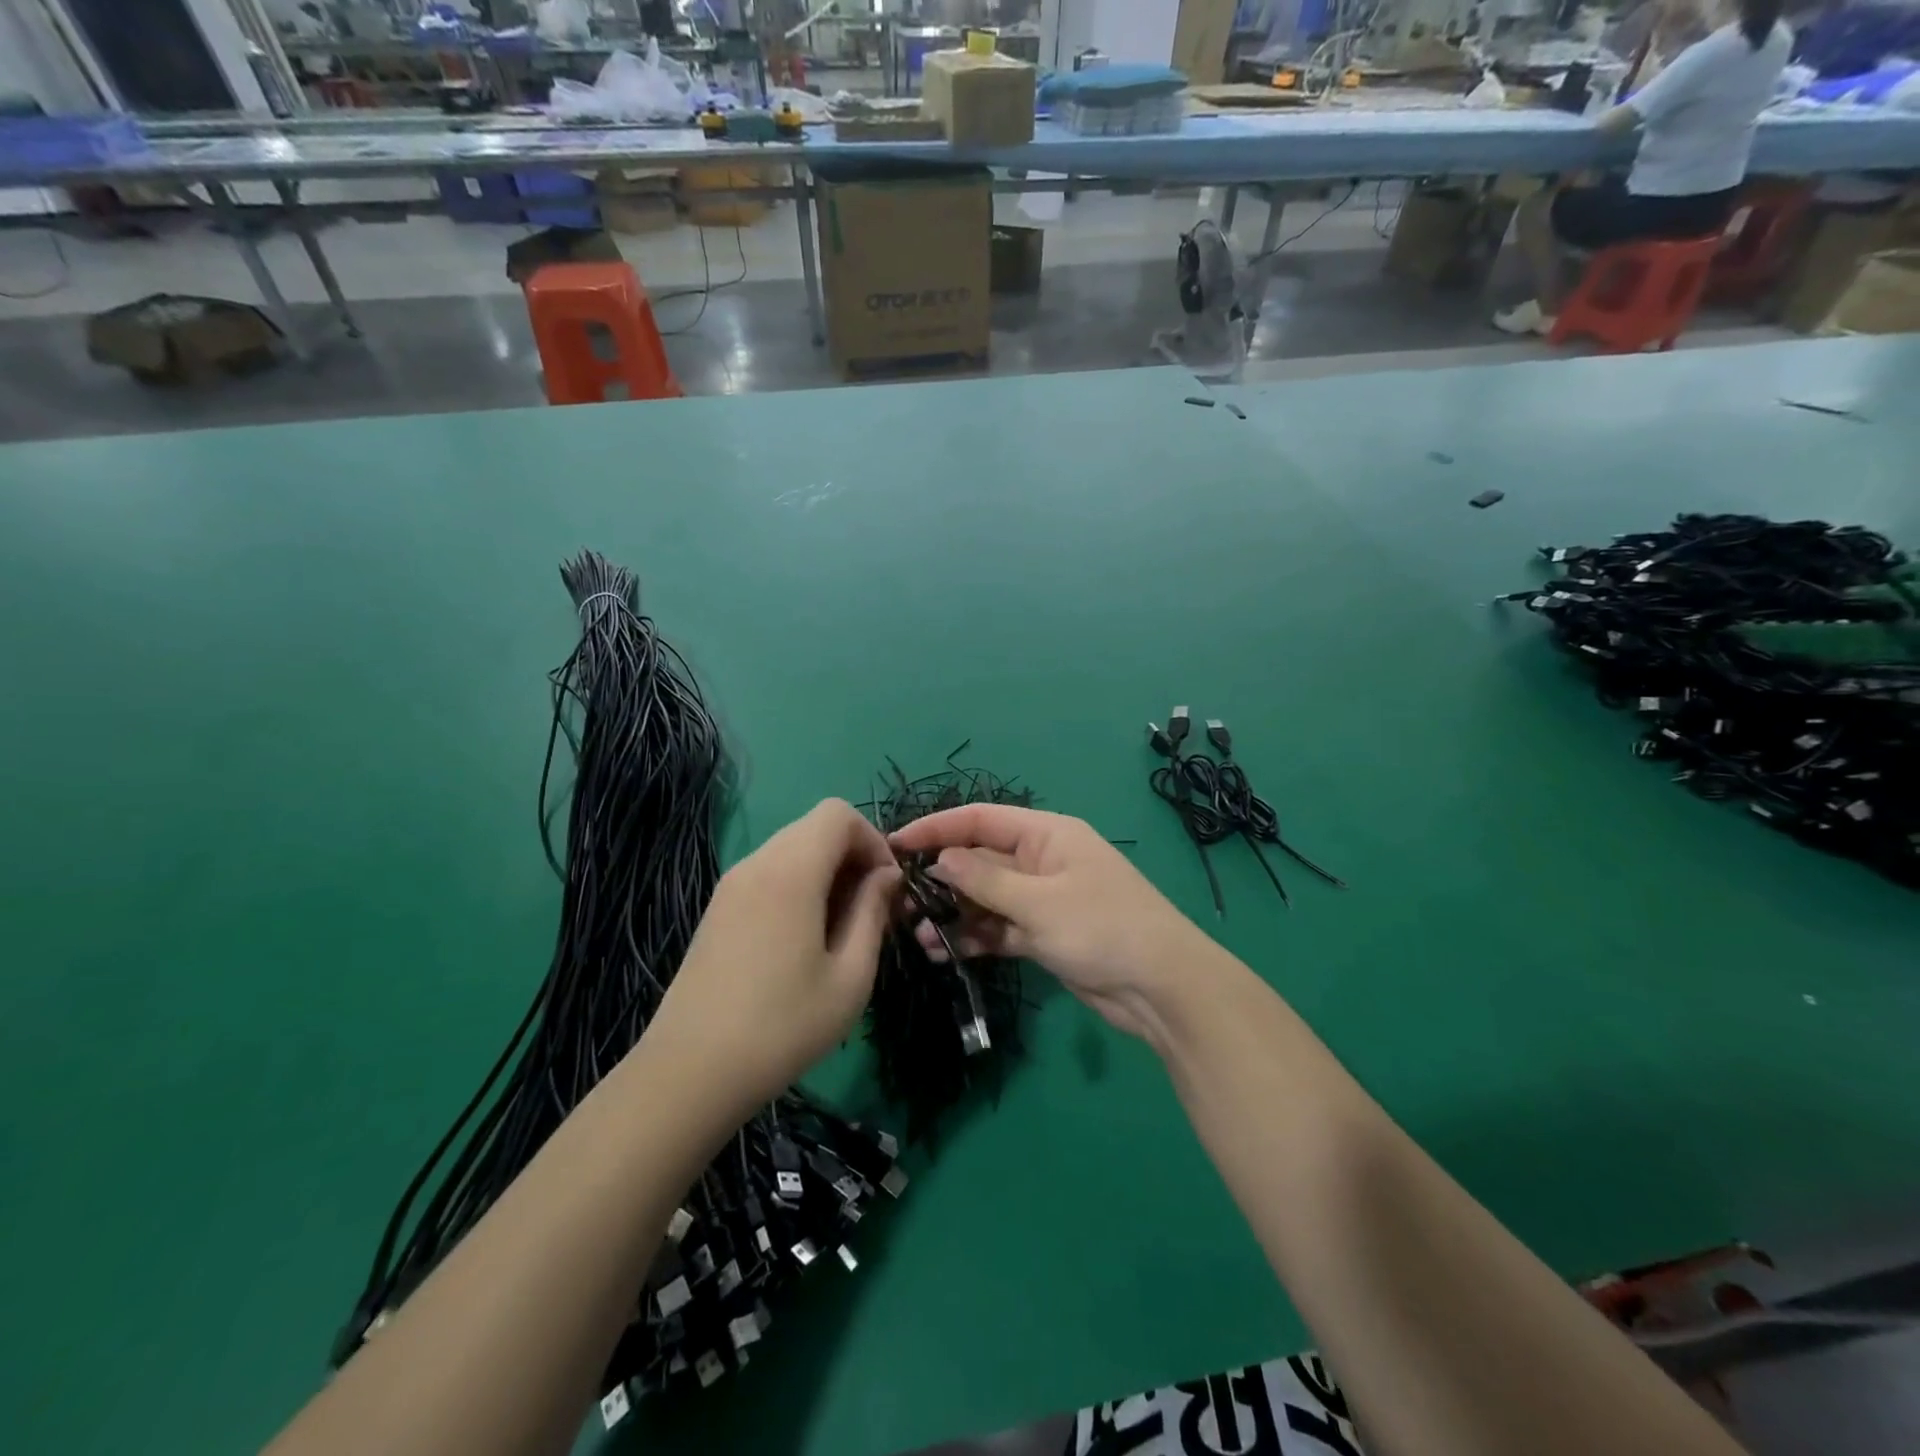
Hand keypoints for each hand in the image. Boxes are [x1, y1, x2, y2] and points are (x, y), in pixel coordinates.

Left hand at [644, 799, 900, 1122]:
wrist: (690, 1073)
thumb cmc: (782, 1027)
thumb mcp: (850, 976)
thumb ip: (873, 912)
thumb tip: (887, 876)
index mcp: (790, 871)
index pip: (838, 813)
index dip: (873, 839)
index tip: (886, 888)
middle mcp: (757, 863)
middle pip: (815, 827)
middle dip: (853, 857)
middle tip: (871, 912)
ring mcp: (731, 885)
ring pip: (792, 849)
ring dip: (827, 873)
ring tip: (841, 930)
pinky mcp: (718, 908)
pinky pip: (769, 873)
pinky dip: (799, 886)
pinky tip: (803, 940)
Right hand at [889, 804, 1220, 1044]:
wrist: (1161, 987)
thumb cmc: (1101, 928)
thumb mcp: (1038, 902)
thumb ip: (984, 880)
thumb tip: (942, 859)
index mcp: (1046, 835)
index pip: (980, 819)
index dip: (937, 828)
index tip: (896, 844)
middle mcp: (1042, 860)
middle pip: (980, 859)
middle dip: (942, 878)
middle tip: (899, 900)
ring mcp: (1043, 899)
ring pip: (986, 898)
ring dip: (954, 913)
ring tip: (918, 934)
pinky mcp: (1044, 934)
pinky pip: (1000, 927)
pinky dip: (974, 937)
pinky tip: (943, 952)